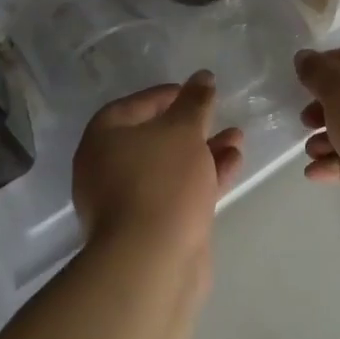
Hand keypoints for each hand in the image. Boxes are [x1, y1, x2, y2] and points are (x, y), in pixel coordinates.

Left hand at [73, 72, 244, 256]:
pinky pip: (180, 191)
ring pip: (171, 166)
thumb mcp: (183, 130)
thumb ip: (195, 102)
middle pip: (152, 138)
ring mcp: (130, 201)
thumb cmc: (161, 181)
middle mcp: (108, 169)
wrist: (152, 261)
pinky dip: (205, 176)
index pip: (132, 106)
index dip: (164, 96)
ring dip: (204, 150)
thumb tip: (203, 77)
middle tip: (217, 113)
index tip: (195, 92)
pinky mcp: (153, 227)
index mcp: (103, 140)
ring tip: (237, 137)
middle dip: (190, 126)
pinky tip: (235, 162)